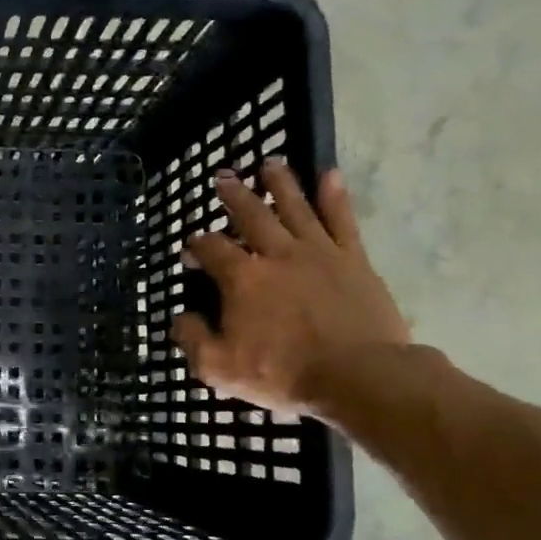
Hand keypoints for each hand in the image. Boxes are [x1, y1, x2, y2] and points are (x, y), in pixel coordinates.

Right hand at [171, 157, 409, 417]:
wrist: (360, 376)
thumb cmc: (283, 373)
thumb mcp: (219, 368)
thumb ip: (192, 339)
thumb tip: (180, 317)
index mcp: (241, 279)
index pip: (212, 249)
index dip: (197, 244)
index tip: (191, 246)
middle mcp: (276, 254)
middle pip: (251, 215)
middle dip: (233, 195)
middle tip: (223, 176)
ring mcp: (318, 253)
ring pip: (295, 207)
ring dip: (280, 184)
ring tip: (270, 163)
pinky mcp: (353, 260)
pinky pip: (341, 220)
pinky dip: (334, 196)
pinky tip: (329, 175)